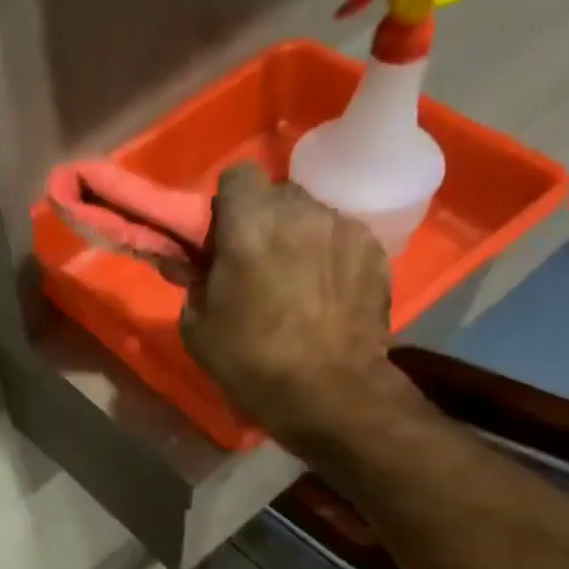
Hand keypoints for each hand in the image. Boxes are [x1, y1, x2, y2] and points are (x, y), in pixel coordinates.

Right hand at [182, 163, 401, 446]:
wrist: (329, 392)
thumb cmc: (251, 362)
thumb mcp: (197, 329)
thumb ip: (194, 285)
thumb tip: (199, 270)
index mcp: (250, 225)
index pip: (237, 175)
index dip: (227, 204)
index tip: (222, 237)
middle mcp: (300, 211)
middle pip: (277, 195)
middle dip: (264, 221)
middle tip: (257, 262)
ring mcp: (343, 228)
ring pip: (312, 216)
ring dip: (299, 238)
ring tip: (297, 282)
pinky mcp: (374, 251)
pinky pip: (342, 239)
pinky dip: (330, 257)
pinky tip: (327, 295)